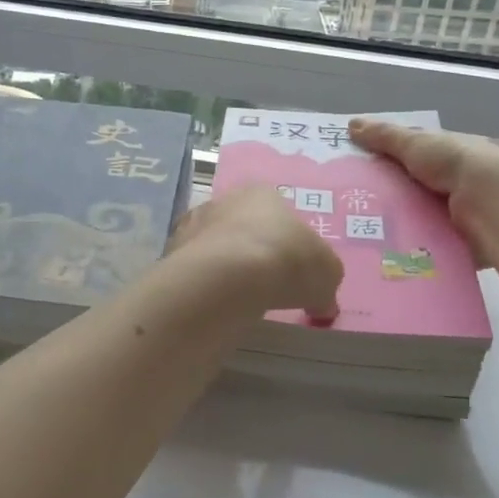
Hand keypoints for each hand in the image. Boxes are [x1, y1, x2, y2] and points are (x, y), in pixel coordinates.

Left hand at [170, 185, 343, 321]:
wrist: (228, 277)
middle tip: (265, 283)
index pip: (276, 212)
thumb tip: (323, 300)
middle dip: (252, 250)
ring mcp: (193, 224)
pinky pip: (195, 269)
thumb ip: (325, 282)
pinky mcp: (172, 252)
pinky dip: (204, 283)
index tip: (291, 268)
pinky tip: (215, 303)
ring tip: (238, 297)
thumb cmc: (286, 261)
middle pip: (241, 226)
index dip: (286, 241)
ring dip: (224, 266)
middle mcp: (224, 200)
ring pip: (214, 245)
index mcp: (263, 194)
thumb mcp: (326, 273)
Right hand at [349, 118, 498, 268]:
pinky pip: (429, 242)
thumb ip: (384, 136)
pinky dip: (412, 245)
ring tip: (361, 232)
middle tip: (351, 207)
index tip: (357, 172)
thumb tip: (351, 124)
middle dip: (389, 196)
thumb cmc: (453, 163)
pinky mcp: (460, 239)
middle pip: (415, 188)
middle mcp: (457, 181)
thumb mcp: (414, 143)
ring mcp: (460, 212)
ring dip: (399, 223)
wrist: (491, 202)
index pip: (415, 156)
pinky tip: (385, 251)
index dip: (388, 161)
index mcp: (450, 153)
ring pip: (420, 217)